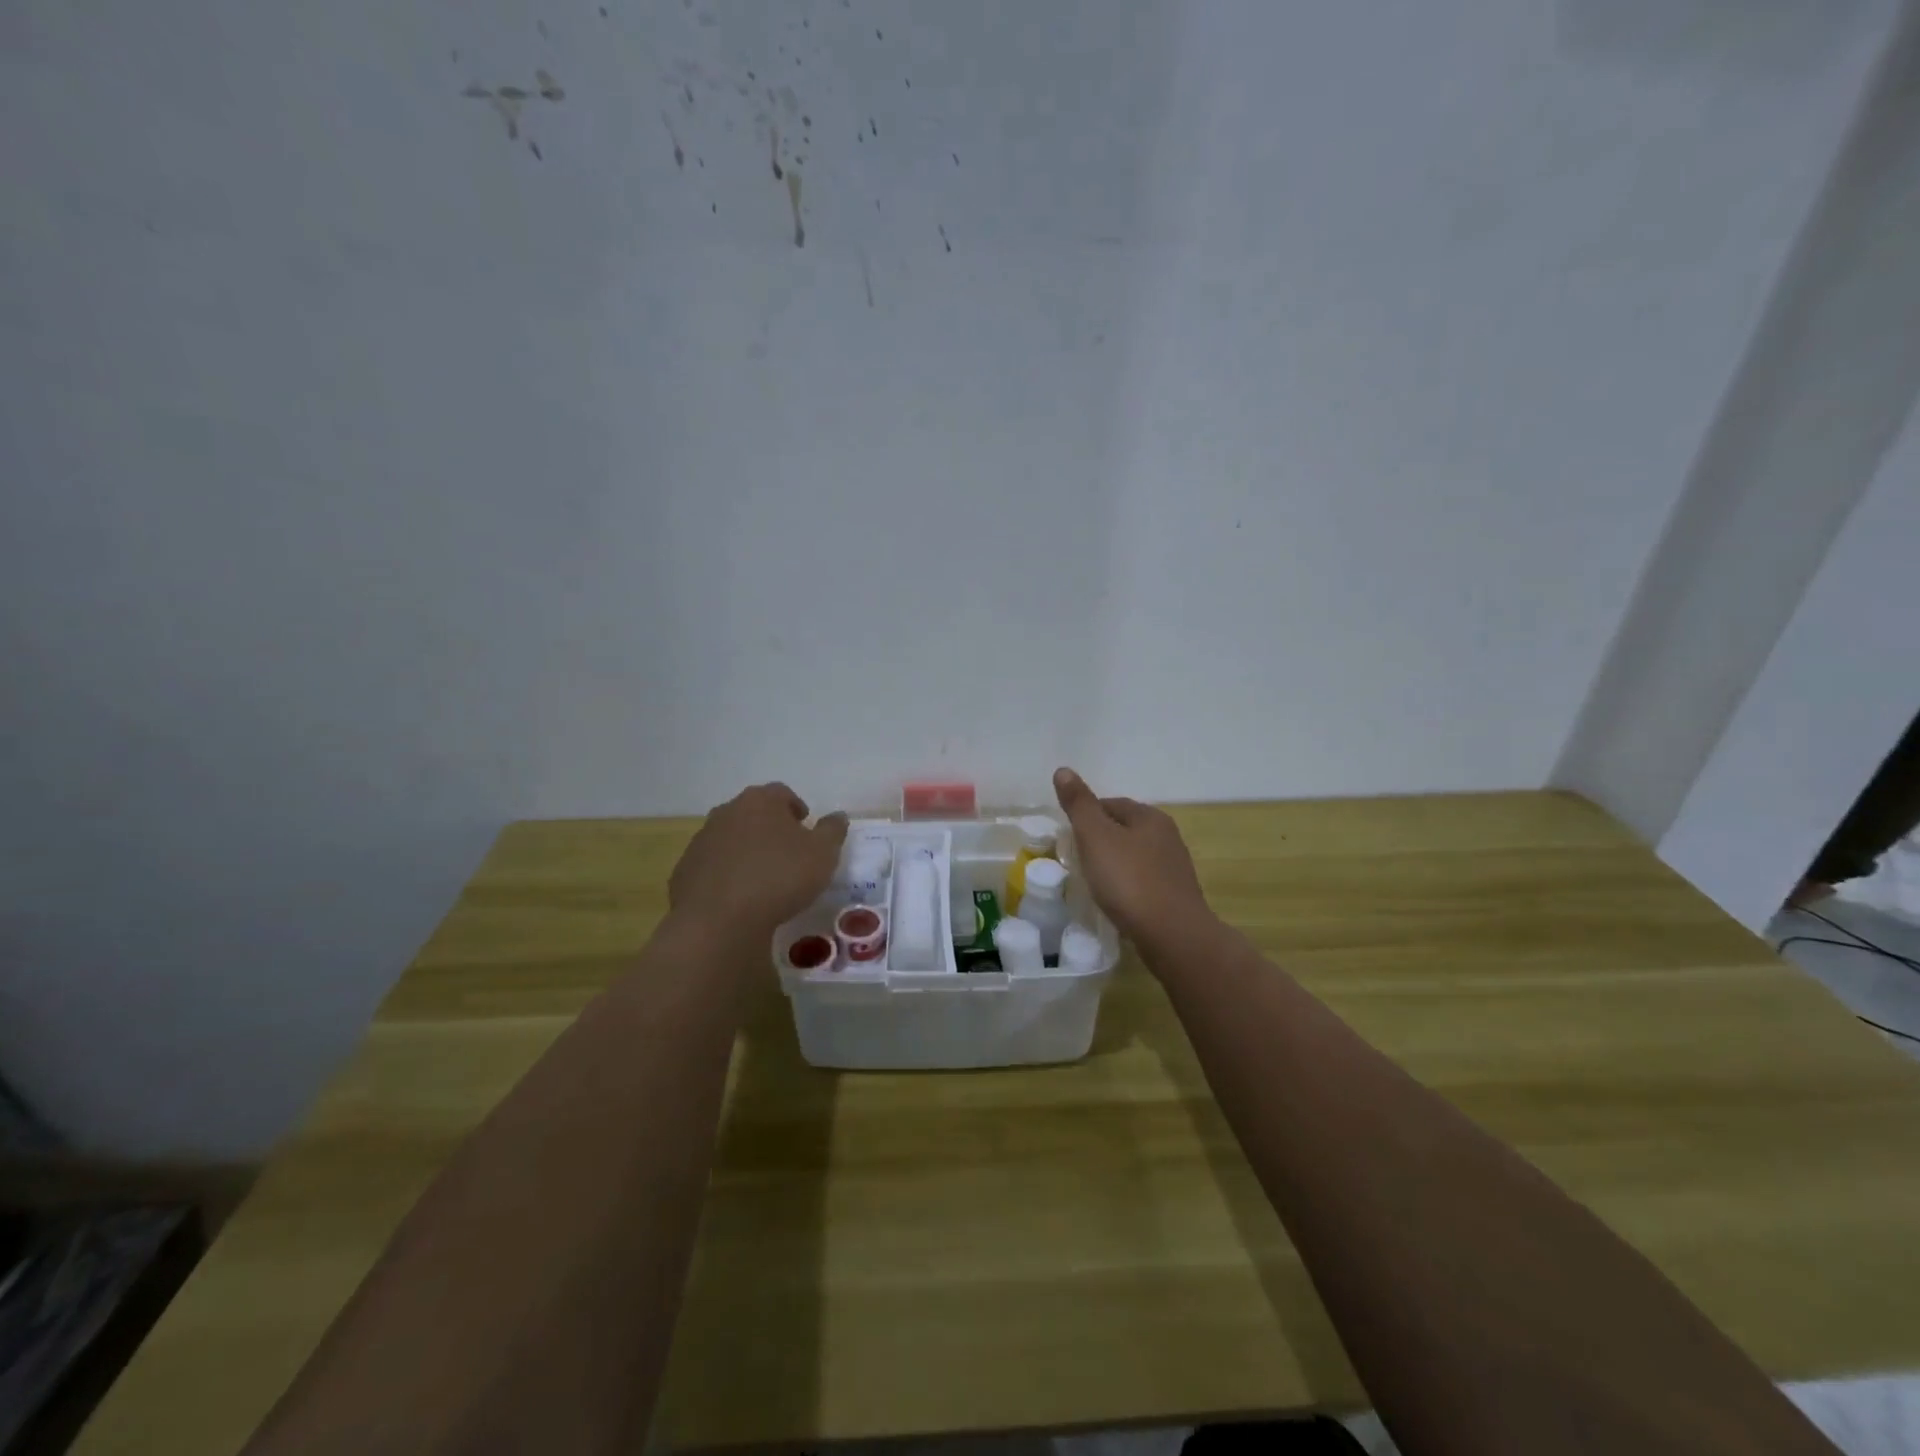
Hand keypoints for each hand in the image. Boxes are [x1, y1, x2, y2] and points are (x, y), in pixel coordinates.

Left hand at [670, 783, 848, 939]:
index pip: (782, 793)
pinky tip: (739, 897)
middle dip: (770, 827)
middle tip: (788, 852)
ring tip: (763, 877)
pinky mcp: (685, 870)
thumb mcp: (822, 854)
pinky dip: (726, 874)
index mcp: (760, 801)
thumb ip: (832, 831)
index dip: (796, 808)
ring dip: (746, 850)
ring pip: (731, 838)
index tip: (806, 828)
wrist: (718, 920)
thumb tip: (838, 816)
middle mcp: (727, 812)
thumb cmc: (779, 877)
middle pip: (753, 812)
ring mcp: (702, 840)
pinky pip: (713, 866)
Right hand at [1054, 767, 1211, 950]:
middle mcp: (1167, 836)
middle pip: (1123, 830)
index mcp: (1149, 817)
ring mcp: (1174, 868)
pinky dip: (1126, 886)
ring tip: (1092, 882)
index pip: (1110, 804)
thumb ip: (1079, 805)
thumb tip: (1063, 770)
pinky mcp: (1175, 896)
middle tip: (1075, 860)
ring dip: (1113, 864)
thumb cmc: (1129, 881)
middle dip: (1099, 841)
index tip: (1068, 837)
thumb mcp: (1096, 837)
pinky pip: (1143, 881)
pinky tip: (1114, 901)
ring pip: (1134, 857)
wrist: (1173, 935)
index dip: (1086, 816)